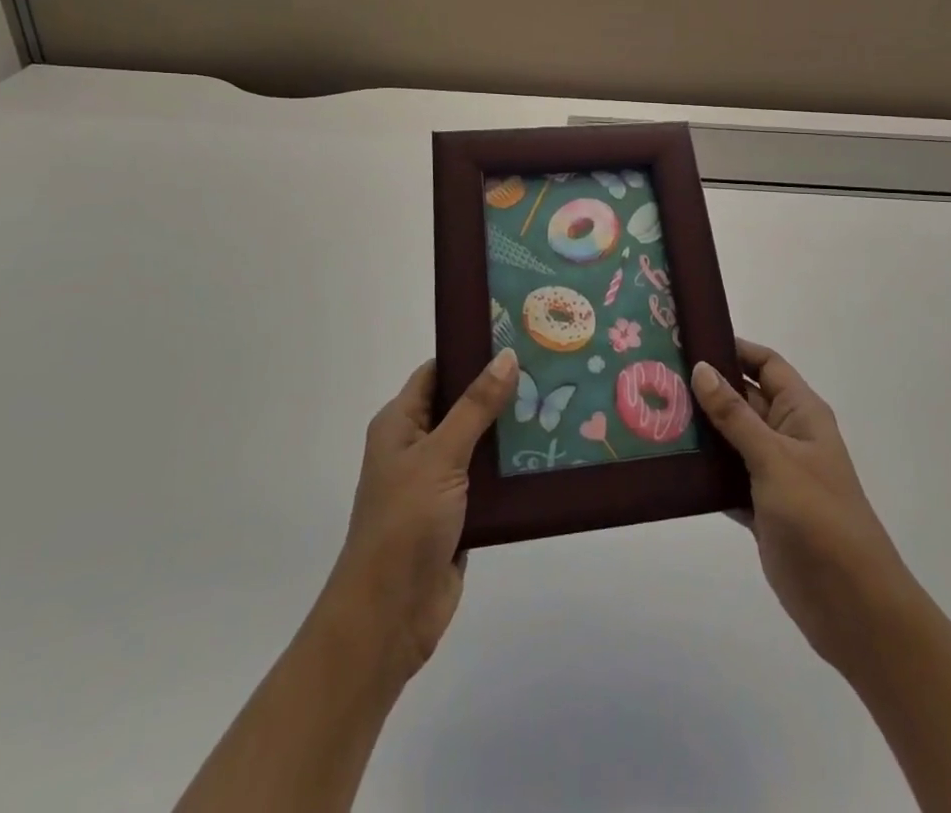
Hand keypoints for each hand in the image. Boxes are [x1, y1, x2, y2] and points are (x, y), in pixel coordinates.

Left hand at [317, 348, 519, 683]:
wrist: (389, 617)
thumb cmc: (404, 523)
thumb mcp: (440, 456)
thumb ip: (475, 406)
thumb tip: (506, 355)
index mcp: (401, 423)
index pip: (438, 371)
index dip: (471, 351)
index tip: (515, 333)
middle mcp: (418, 446)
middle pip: (464, 404)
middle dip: (501, 389)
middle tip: (549, 366)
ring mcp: (439, 482)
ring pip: (482, 442)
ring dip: (512, 429)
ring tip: (561, 401)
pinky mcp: (460, 513)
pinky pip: (491, 479)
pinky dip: (514, 467)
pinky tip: (551, 452)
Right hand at [691, 341, 918, 678]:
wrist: (852, 606)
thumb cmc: (819, 518)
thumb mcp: (775, 459)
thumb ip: (736, 416)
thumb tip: (702, 368)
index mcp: (801, 413)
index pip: (766, 364)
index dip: (733, 349)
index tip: (689, 340)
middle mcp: (787, 435)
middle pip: (743, 399)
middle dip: (707, 389)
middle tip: (658, 378)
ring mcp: (774, 474)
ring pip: (731, 439)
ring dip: (700, 431)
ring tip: (653, 416)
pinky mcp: (760, 508)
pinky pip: (726, 478)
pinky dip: (703, 473)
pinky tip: (668, 466)